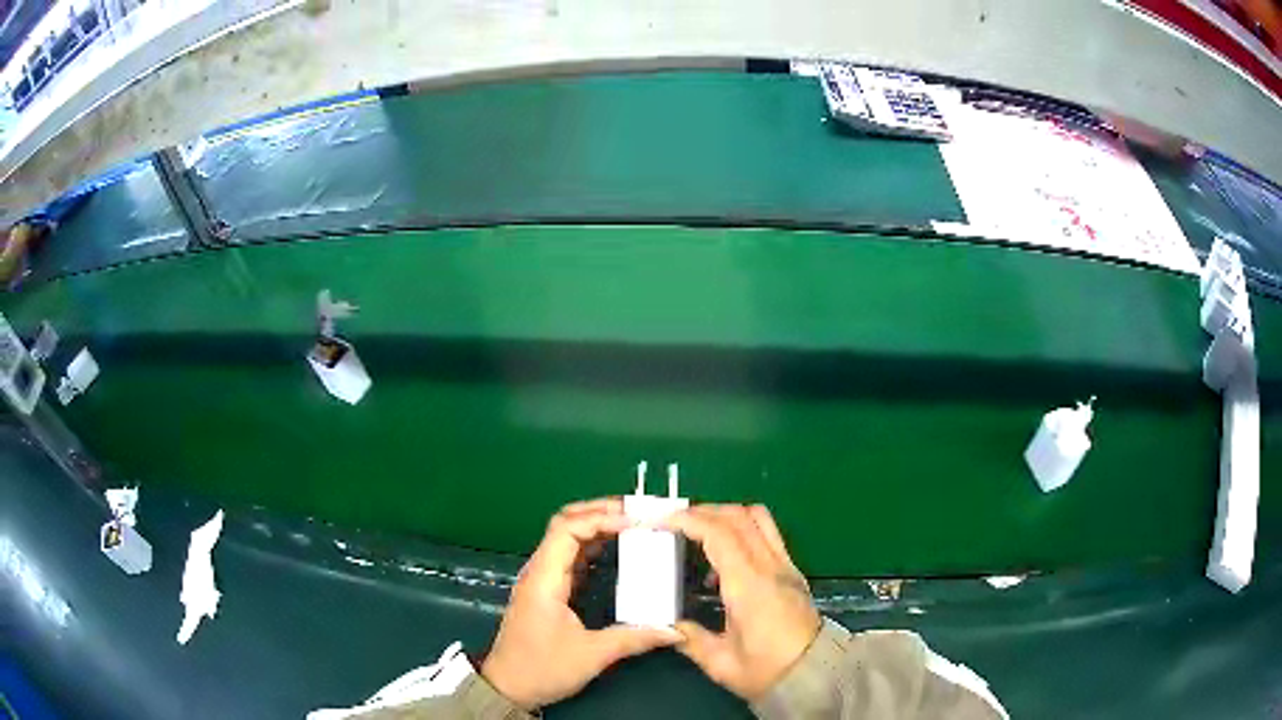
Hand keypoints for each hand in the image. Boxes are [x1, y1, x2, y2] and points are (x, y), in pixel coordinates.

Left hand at [481, 498, 679, 709]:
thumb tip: (675, 630)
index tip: (635, 523)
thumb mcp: (591, 655)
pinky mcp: (547, 591)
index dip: (600, 519)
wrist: (507, 687)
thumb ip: (633, 638)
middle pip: (564, 524)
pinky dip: (593, 547)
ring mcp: (542, 580)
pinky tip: (617, 551)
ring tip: (632, 525)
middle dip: (598, 512)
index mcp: (544, 579)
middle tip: (637, 513)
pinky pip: (570, 557)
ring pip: (566, 539)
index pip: (567, 530)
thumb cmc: (542, 669)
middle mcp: (540, 572)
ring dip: (596, 527)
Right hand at [662, 504, 820, 699]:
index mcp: (749, 586)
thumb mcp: (720, 663)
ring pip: (758, 518)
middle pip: (738, 516)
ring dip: (725, 515)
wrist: (816, 675)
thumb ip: (689, 638)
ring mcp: (785, 566)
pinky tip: (723, 560)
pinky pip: (768, 534)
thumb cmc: (767, 672)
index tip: (660, 521)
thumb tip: (666, 623)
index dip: (687, 520)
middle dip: (702, 511)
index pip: (719, 534)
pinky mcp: (793, 571)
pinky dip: (742, 530)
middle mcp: (770, 567)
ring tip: (698, 532)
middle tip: (673, 522)